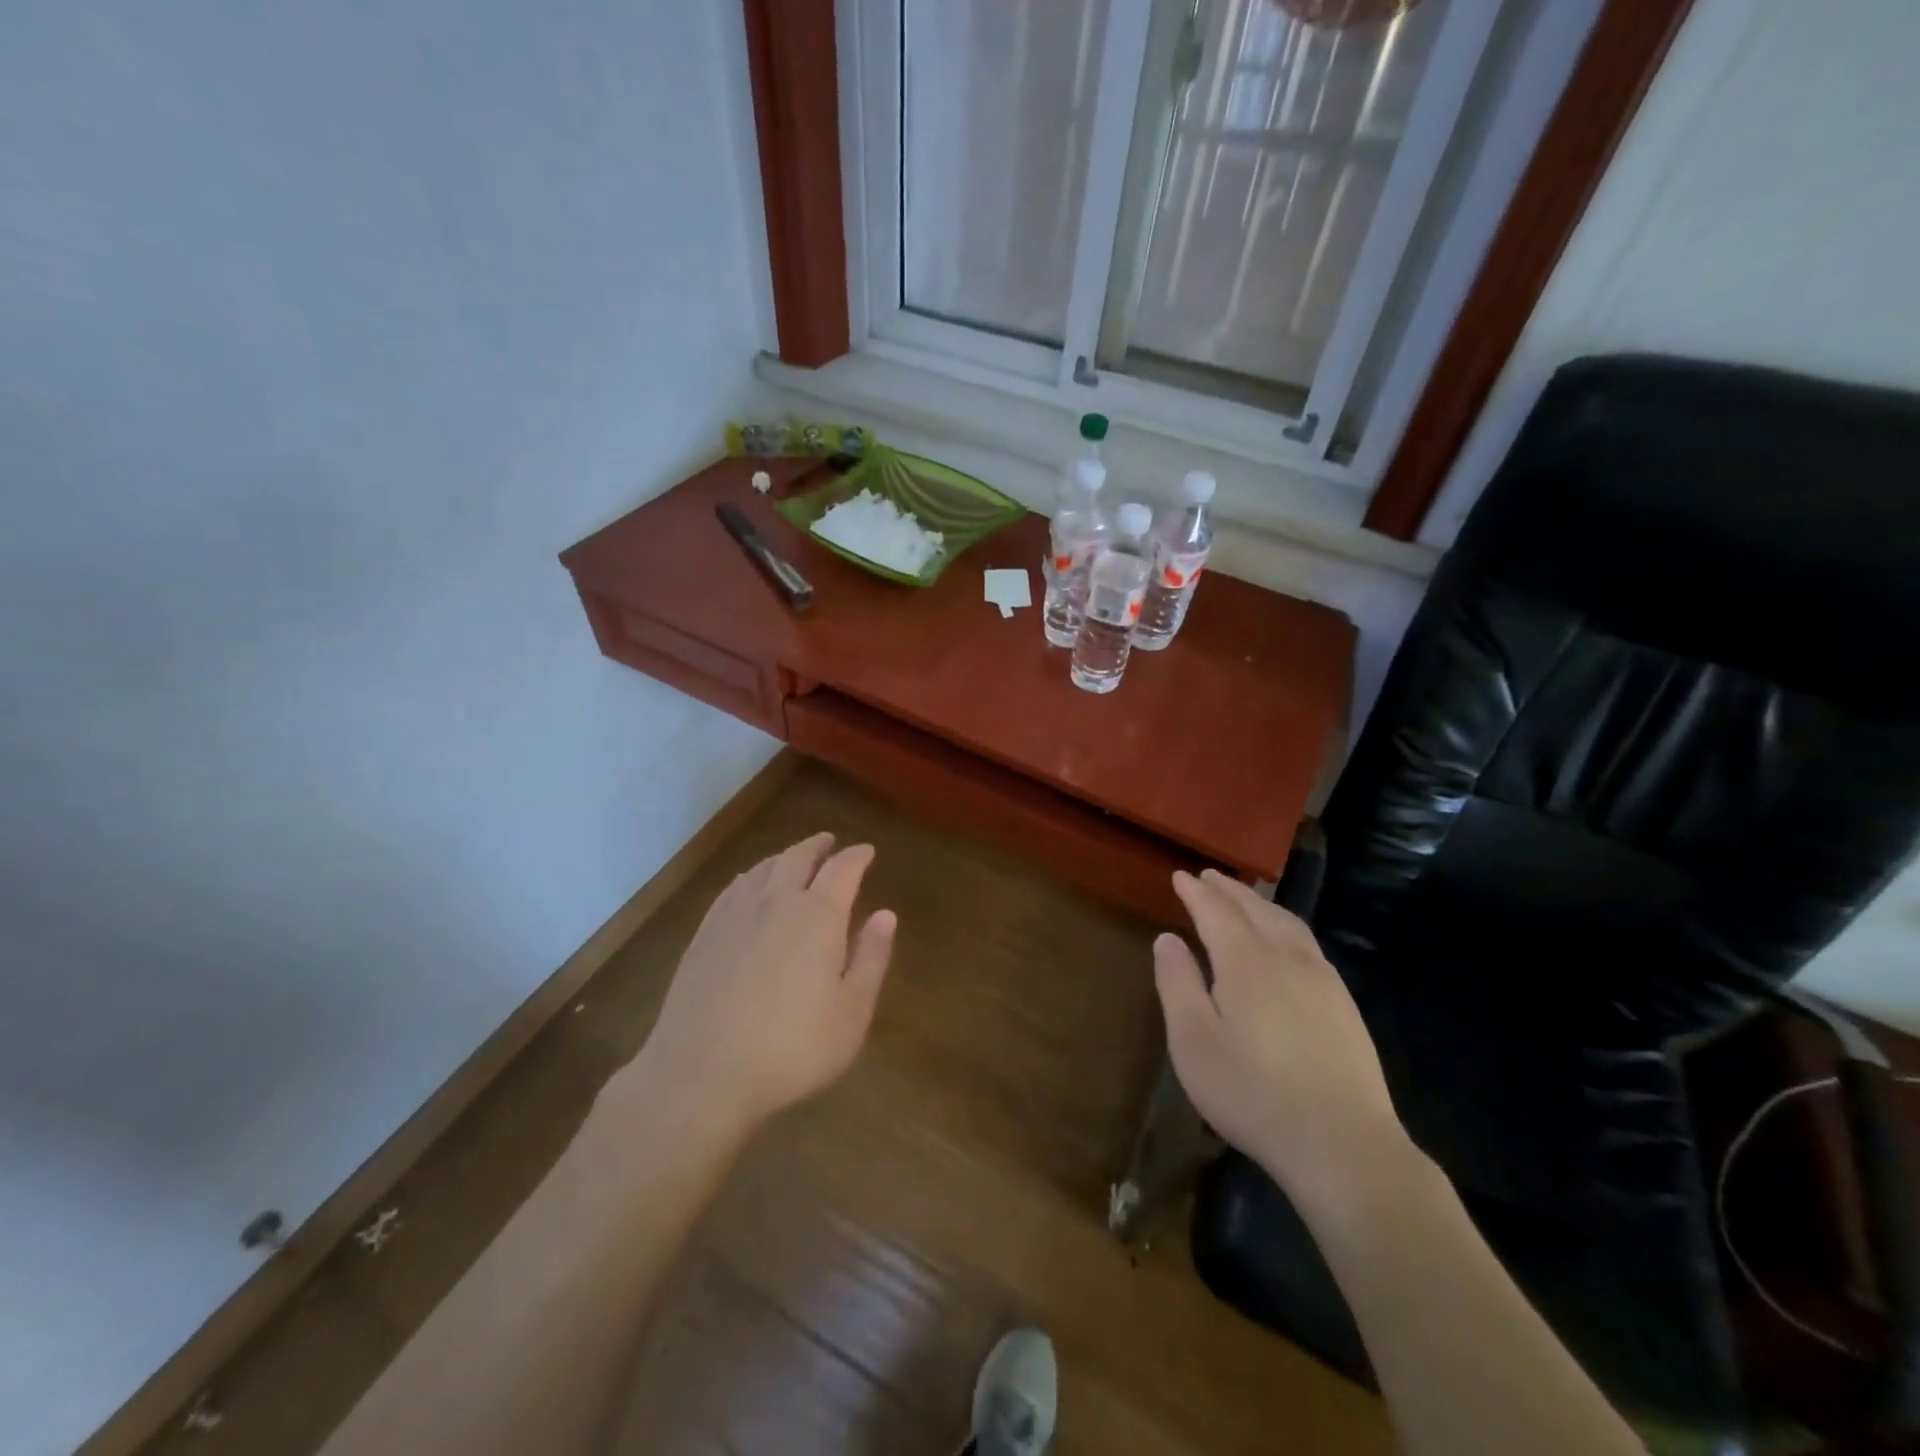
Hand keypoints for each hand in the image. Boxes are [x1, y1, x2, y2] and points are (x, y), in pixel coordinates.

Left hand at [635, 833, 895, 1134]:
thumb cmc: (792, 1047)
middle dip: (818, 847)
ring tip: (794, 859)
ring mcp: (734, 915)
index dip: (857, 857)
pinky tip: (749, 886)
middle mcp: (776, 902)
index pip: (842, 869)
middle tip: (830, 843)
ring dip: (784, 857)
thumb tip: (886, 914)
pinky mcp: (704, 934)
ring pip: (763, 868)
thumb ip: (871, 957)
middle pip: (798, 857)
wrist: (701, 1074)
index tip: (867, 852)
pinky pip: (733, 888)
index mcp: (818, 915)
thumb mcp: (852, 1011)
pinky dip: (751, 876)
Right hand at [1154, 869, 1409, 1204]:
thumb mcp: (1193, 1042)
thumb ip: (1177, 984)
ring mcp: (1322, 980)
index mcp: (1245, 962)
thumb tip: (1167, 939)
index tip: (1179, 876)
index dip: (1195, 893)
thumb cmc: (1252, 1092)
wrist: (1343, 1144)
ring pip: (1287, 923)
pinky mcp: (1344, 1004)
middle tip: (1209, 877)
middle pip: (1255, 909)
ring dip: (1261, 904)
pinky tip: (1286, 941)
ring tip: (1244, 898)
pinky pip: (1308, 944)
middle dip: (1228, 890)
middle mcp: (1286, 958)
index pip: (1216, 912)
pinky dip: (1286, 926)